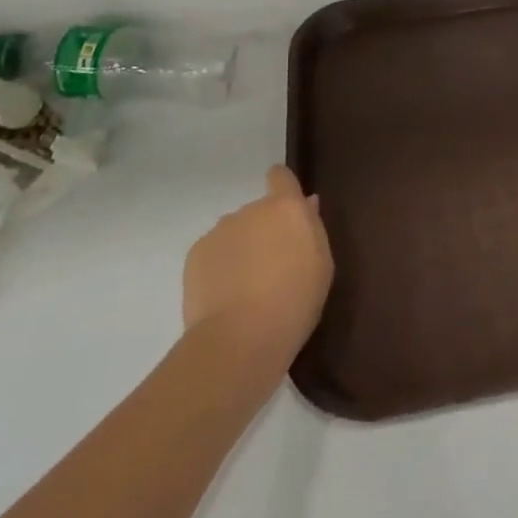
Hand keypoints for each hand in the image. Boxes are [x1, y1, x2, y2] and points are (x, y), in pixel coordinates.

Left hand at [182, 166, 333, 372]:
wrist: (238, 341)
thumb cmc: (294, 303)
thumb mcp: (321, 267)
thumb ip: (313, 228)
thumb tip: (307, 204)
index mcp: (286, 208)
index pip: (281, 176)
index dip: (283, 186)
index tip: (286, 208)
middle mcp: (251, 209)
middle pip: (258, 211)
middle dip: (264, 231)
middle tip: (270, 268)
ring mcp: (220, 230)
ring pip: (235, 233)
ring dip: (241, 249)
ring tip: (245, 289)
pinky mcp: (195, 254)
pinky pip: (213, 253)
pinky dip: (219, 267)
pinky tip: (224, 297)